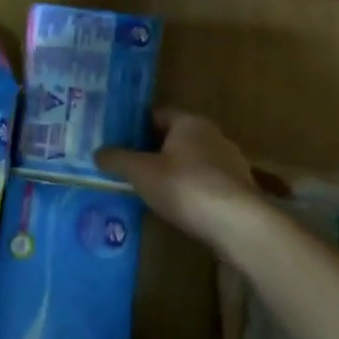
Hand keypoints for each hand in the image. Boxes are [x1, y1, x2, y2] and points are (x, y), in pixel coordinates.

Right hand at [97, 109, 264, 255]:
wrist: (236, 224)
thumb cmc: (184, 186)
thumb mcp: (140, 172)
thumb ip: (117, 159)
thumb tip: (98, 152)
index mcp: (190, 122)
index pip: (159, 114)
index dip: (137, 126)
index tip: (119, 141)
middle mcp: (213, 135)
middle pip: (176, 137)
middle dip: (154, 150)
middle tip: (130, 166)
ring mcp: (231, 162)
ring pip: (193, 160)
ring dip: (174, 171)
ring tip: (151, 189)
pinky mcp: (239, 189)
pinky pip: (207, 182)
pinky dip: (191, 189)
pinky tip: (178, 206)